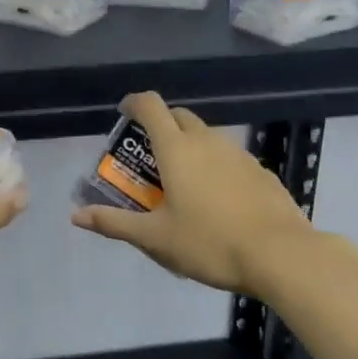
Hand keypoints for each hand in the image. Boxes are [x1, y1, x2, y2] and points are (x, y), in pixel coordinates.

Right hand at [70, 91, 314, 302]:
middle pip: (179, 117)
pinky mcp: (260, 171)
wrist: (281, 255)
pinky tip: (216, 199)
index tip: (124, 113)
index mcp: (176, 150)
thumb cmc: (209, 243)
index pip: (151, 107)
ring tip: (180, 181)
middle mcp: (207, 141)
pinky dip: (214, 165)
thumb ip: (114, 223)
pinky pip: (228, 157)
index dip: (134, 103)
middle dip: (160, 126)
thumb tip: (76, 215)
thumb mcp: (155, 238)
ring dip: (188, 146)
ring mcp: (238, 154)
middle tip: (147, 156)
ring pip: (206, 136)